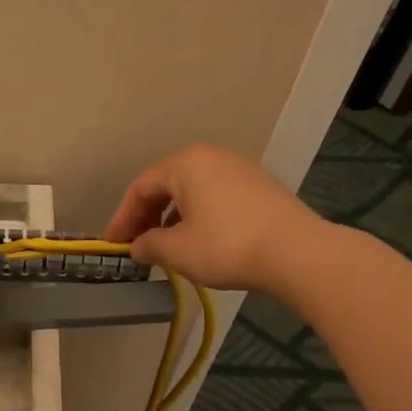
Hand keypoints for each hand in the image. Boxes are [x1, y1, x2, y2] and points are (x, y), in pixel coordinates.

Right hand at [104, 144, 328, 291]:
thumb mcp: (176, 250)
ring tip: (164, 247)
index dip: (122, 218)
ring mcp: (239, 170)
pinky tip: (197, 241)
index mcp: (185, 163)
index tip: (113, 245)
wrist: (297, 253)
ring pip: (191, 192)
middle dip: (146, 217)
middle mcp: (211, 157)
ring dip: (171, 218)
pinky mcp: (259, 188)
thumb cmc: (226, 245)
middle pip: (166, 185)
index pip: (140, 188)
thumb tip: (137, 247)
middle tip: (136, 245)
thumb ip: (148, 245)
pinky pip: (215, 197)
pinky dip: (197, 217)